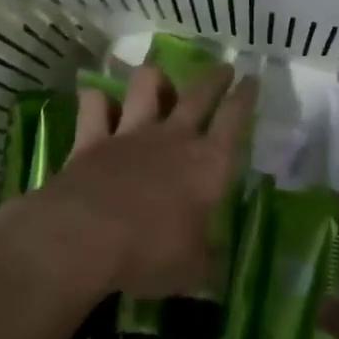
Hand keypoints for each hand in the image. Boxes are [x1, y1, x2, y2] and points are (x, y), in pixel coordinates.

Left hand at [0, 63, 256, 303]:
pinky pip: (95, 105)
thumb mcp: (193, 270)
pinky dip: (98, 100)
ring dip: (155, 78)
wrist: (86, 237)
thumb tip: (216, 265)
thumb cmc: (151, 252)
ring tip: (158, 80)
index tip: (252, 79)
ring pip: (147, 85)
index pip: (235, 119)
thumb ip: (207, 261)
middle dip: (215, 78)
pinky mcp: (92, 138)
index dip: (246, 97)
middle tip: (223, 68)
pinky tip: (100, 102)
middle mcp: (174, 138)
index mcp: (209, 164)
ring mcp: (131, 133)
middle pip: (199, 94)